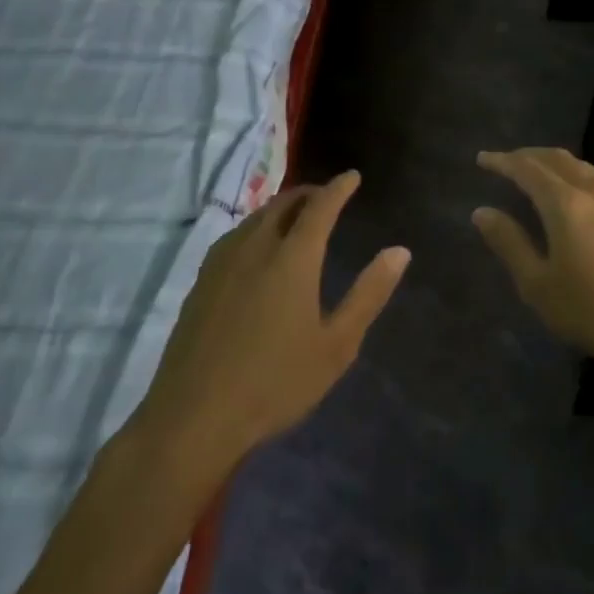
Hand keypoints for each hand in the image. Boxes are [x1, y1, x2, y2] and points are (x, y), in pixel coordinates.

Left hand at [129, 172, 408, 471]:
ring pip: (256, 217)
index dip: (338, 188)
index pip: (320, 206)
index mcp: (293, 258)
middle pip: (284, 203)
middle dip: (310, 192)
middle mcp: (256, 247)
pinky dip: (257, 225)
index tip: (352, 176)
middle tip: (328, 195)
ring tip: (297, 215)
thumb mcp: (337, 344)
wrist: (194, 418)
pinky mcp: (201, 281)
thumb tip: (399, 251)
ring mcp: (223, 262)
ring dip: (281, 207)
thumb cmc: (275, 383)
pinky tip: (256, 246)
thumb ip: (369, 293)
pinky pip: (236, 235)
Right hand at [472, 148, 593, 371]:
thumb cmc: (592, 309)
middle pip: (556, 159)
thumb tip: (482, 212)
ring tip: (538, 173)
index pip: (527, 169)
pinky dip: (577, 175)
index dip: (503, 161)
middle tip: (506, 161)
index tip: (482, 159)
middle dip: (528, 155)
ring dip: (555, 163)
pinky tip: (577, 192)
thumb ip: (509, 243)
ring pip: (581, 166)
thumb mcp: (539, 284)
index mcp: (565, 203)